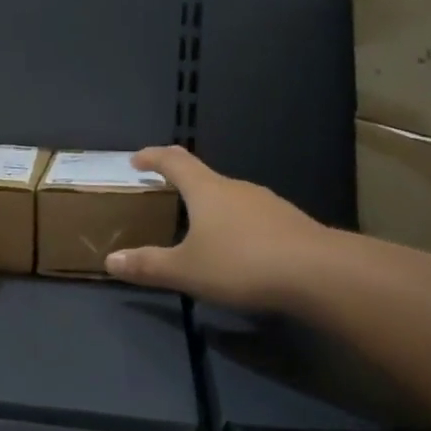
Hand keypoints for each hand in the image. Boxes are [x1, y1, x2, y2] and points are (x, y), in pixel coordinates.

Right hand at [103, 146, 326, 311]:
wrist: (320, 274)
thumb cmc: (242, 264)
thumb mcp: (186, 270)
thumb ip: (148, 265)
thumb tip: (110, 260)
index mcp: (206, 190)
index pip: (174, 161)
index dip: (152, 157)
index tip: (136, 159)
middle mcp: (237, 188)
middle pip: (204, 177)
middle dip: (182, 184)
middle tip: (165, 196)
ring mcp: (268, 203)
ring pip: (231, 198)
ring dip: (212, 206)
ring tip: (200, 228)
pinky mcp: (290, 223)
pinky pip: (253, 217)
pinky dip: (237, 226)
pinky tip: (239, 250)